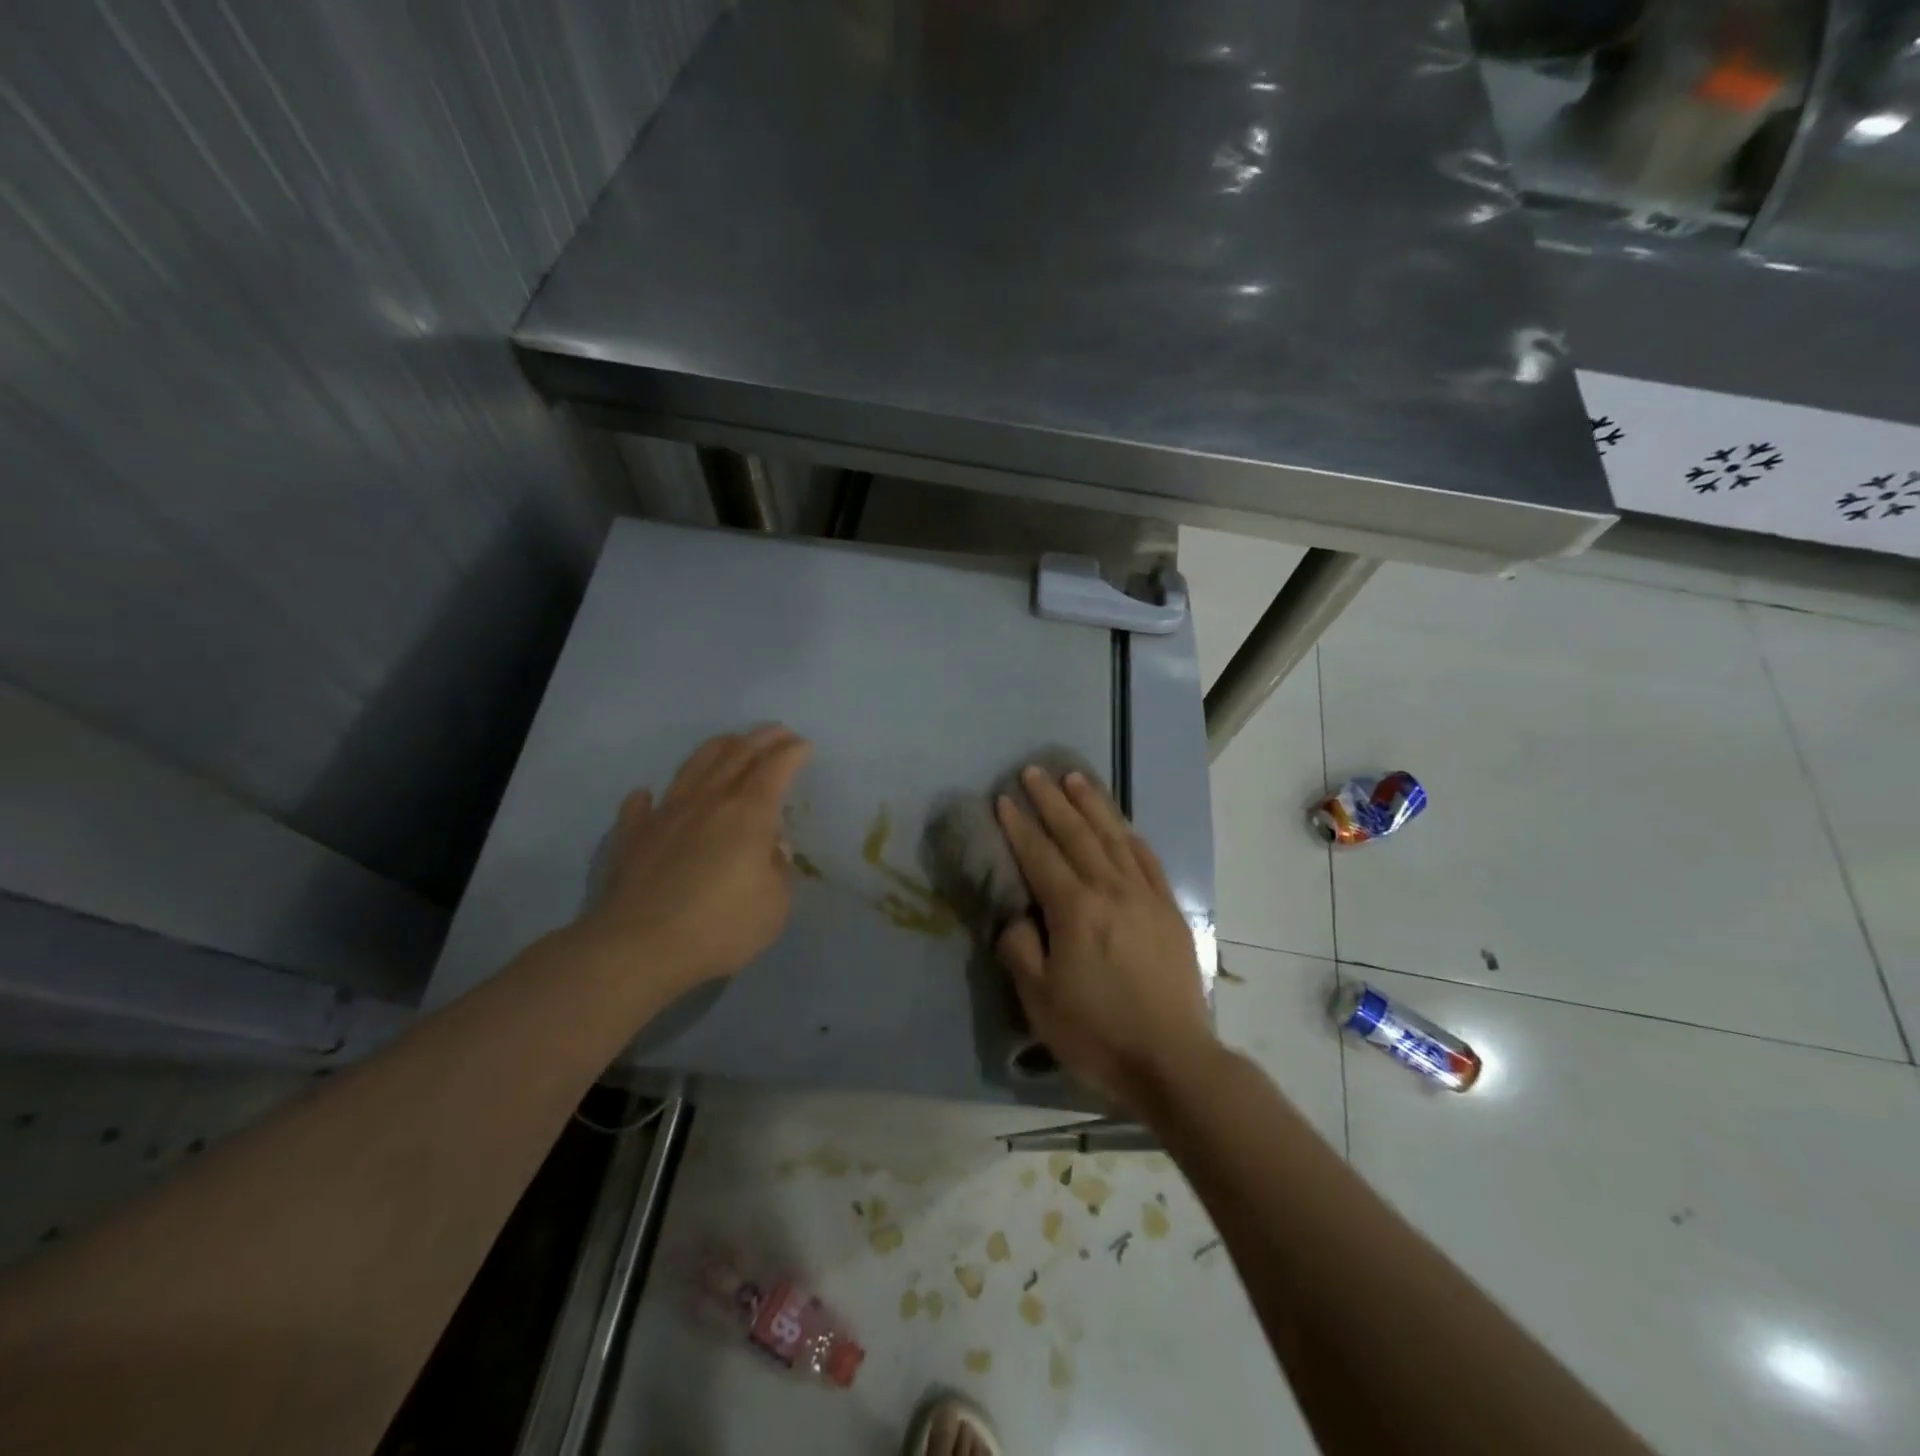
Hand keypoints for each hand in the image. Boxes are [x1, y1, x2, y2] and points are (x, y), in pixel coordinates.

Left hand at [578, 725, 811, 991]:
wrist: (639, 947)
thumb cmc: (719, 927)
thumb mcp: (774, 906)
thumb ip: (778, 870)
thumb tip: (772, 848)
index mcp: (749, 813)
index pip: (775, 767)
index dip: (792, 752)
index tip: (803, 745)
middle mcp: (709, 801)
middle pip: (737, 754)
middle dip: (762, 738)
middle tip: (777, 731)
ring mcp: (667, 813)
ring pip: (694, 766)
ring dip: (718, 748)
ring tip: (730, 742)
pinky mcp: (633, 834)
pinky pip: (642, 805)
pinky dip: (650, 797)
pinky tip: (648, 795)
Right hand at [994, 766, 1216, 1111]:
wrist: (1172, 1060)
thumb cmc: (1097, 1032)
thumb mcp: (1039, 999)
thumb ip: (1021, 949)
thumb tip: (1019, 916)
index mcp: (1075, 910)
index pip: (1040, 856)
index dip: (1019, 826)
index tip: (1003, 798)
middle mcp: (1111, 890)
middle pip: (1076, 834)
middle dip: (1051, 800)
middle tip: (1033, 771)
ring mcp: (1145, 895)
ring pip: (1113, 836)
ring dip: (1091, 804)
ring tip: (1074, 778)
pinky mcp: (1169, 909)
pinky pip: (1146, 858)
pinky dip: (1128, 834)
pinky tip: (1120, 823)